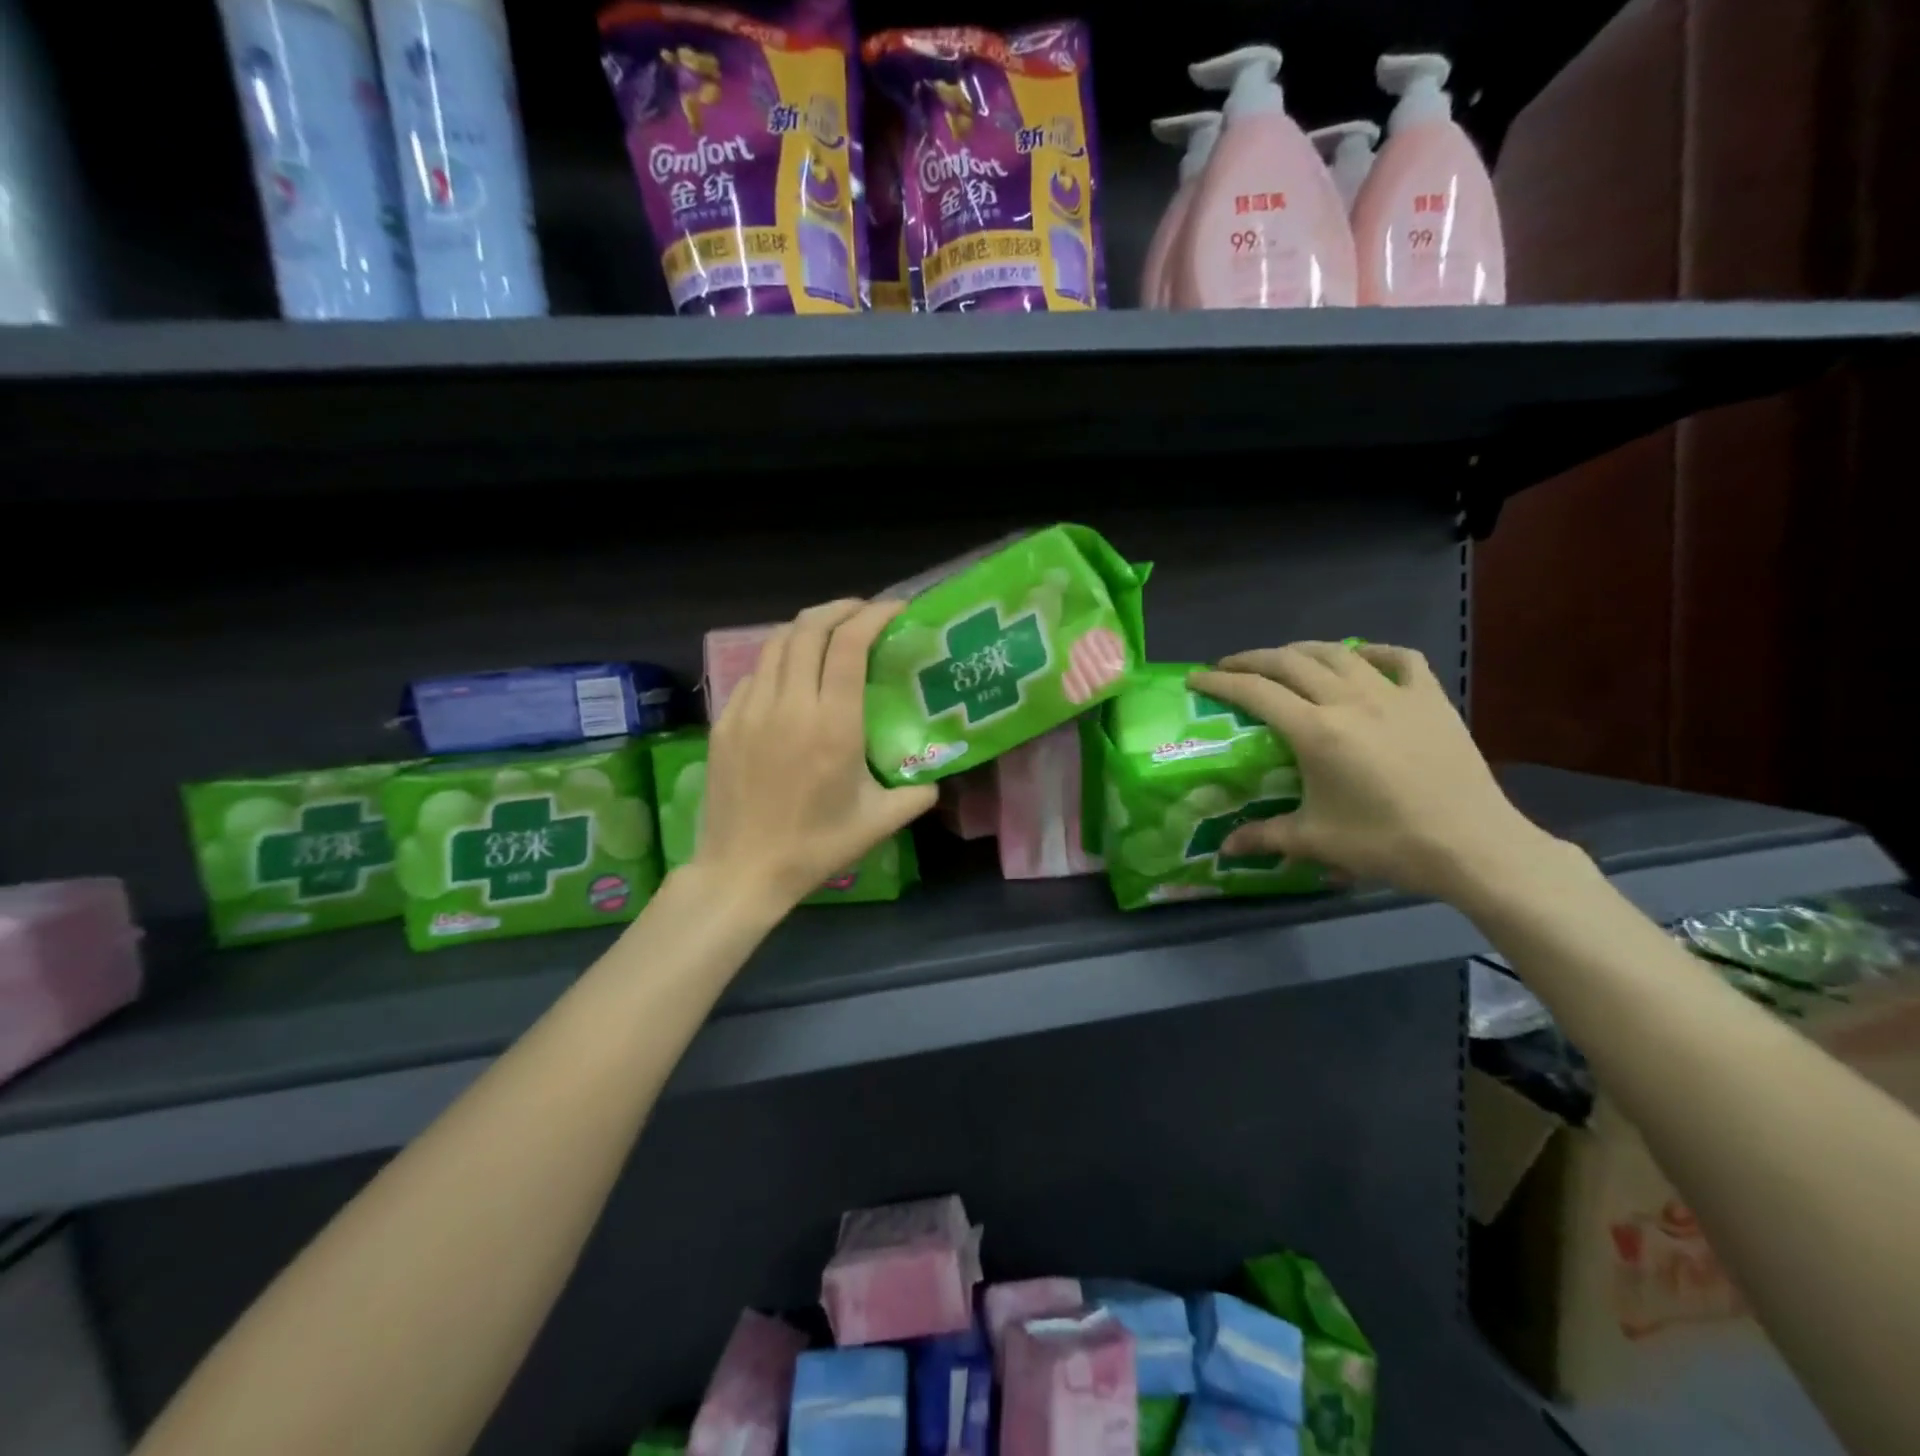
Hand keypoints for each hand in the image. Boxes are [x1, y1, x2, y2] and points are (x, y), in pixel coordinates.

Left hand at [699, 599, 937, 910]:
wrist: (742, 870)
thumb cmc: (815, 847)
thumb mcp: (879, 822)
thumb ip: (917, 793)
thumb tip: (934, 776)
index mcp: (832, 724)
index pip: (849, 645)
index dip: (873, 616)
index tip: (894, 610)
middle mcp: (790, 704)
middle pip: (809, 629)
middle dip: (840, 609)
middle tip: (862, 612)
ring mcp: (751, 709)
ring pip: (776, 644)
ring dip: (806, 628)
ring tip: (827, 633)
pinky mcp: (726, 722)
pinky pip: (755, 673)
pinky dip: (779, 660)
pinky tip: (791, 676)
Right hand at [1189, 642, 1562, 902]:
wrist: (1474, 846)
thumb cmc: (1388, 843)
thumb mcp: (1317, 841)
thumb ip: (1265, 836)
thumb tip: (1225, 847)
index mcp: (1316, 731)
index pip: (1256, 692)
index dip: (1221, 682)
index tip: (1196, 679)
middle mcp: (1350, 700)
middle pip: (1290, 662)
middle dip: (1253, 659)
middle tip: (1230, 667)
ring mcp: (1394, 694)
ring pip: (1338, 652)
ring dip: (1303, 650)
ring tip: (1284, 659)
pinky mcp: (1430, 699)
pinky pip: (1399, 658)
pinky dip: (1373, 651)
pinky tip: (1361, 658)